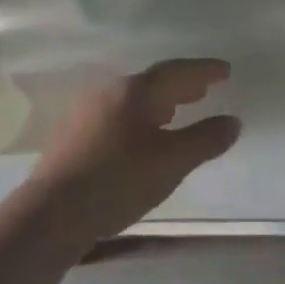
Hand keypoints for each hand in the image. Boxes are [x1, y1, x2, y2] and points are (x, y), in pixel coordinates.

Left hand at [29, 59, 240, 241]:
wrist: (52, 212)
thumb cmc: (119, 180)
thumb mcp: (173, 162)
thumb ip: (206, 139)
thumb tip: (232, 121)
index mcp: (134, 91)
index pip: (176, 71)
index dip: (204, 71)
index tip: (226, 71)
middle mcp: (108, 93)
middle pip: (152, 83)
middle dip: (181, 86)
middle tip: (204, 90)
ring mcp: (85, 113)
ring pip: (132, 101)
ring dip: (159, 104)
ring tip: (176, 113)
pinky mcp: (72, 136)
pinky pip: (116, 116)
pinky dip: (139, 119)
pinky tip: (142, 138)